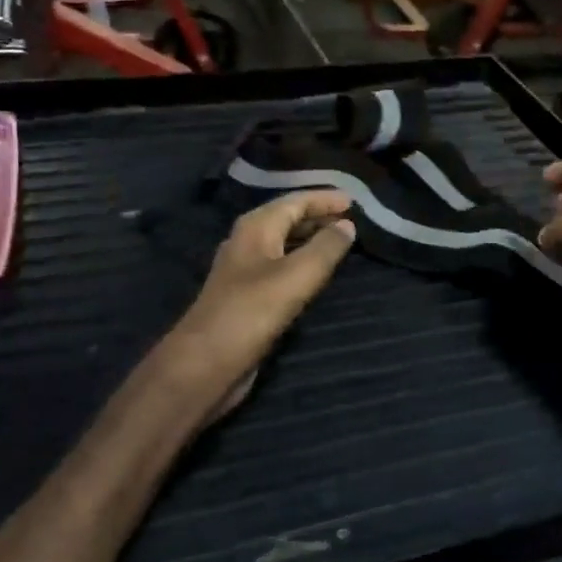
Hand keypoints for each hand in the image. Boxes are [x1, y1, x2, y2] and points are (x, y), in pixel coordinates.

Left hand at [162, 191, 356, 417]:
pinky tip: (317, 274)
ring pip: (284, 244)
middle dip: (319, 216)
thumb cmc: (252, 312)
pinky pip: (281, 268)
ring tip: (341, 243)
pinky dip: (302, 263)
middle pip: (287, 219)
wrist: (206, 363)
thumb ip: (326, 248)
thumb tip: (347, 225)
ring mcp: (245, 271)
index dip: (324, 199)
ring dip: (311, 240)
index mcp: (255, 227)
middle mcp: (248, 243)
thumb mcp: (297, 275)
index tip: (355, 201)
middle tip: (352, 221)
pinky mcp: (247, 297)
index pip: (295, 201)